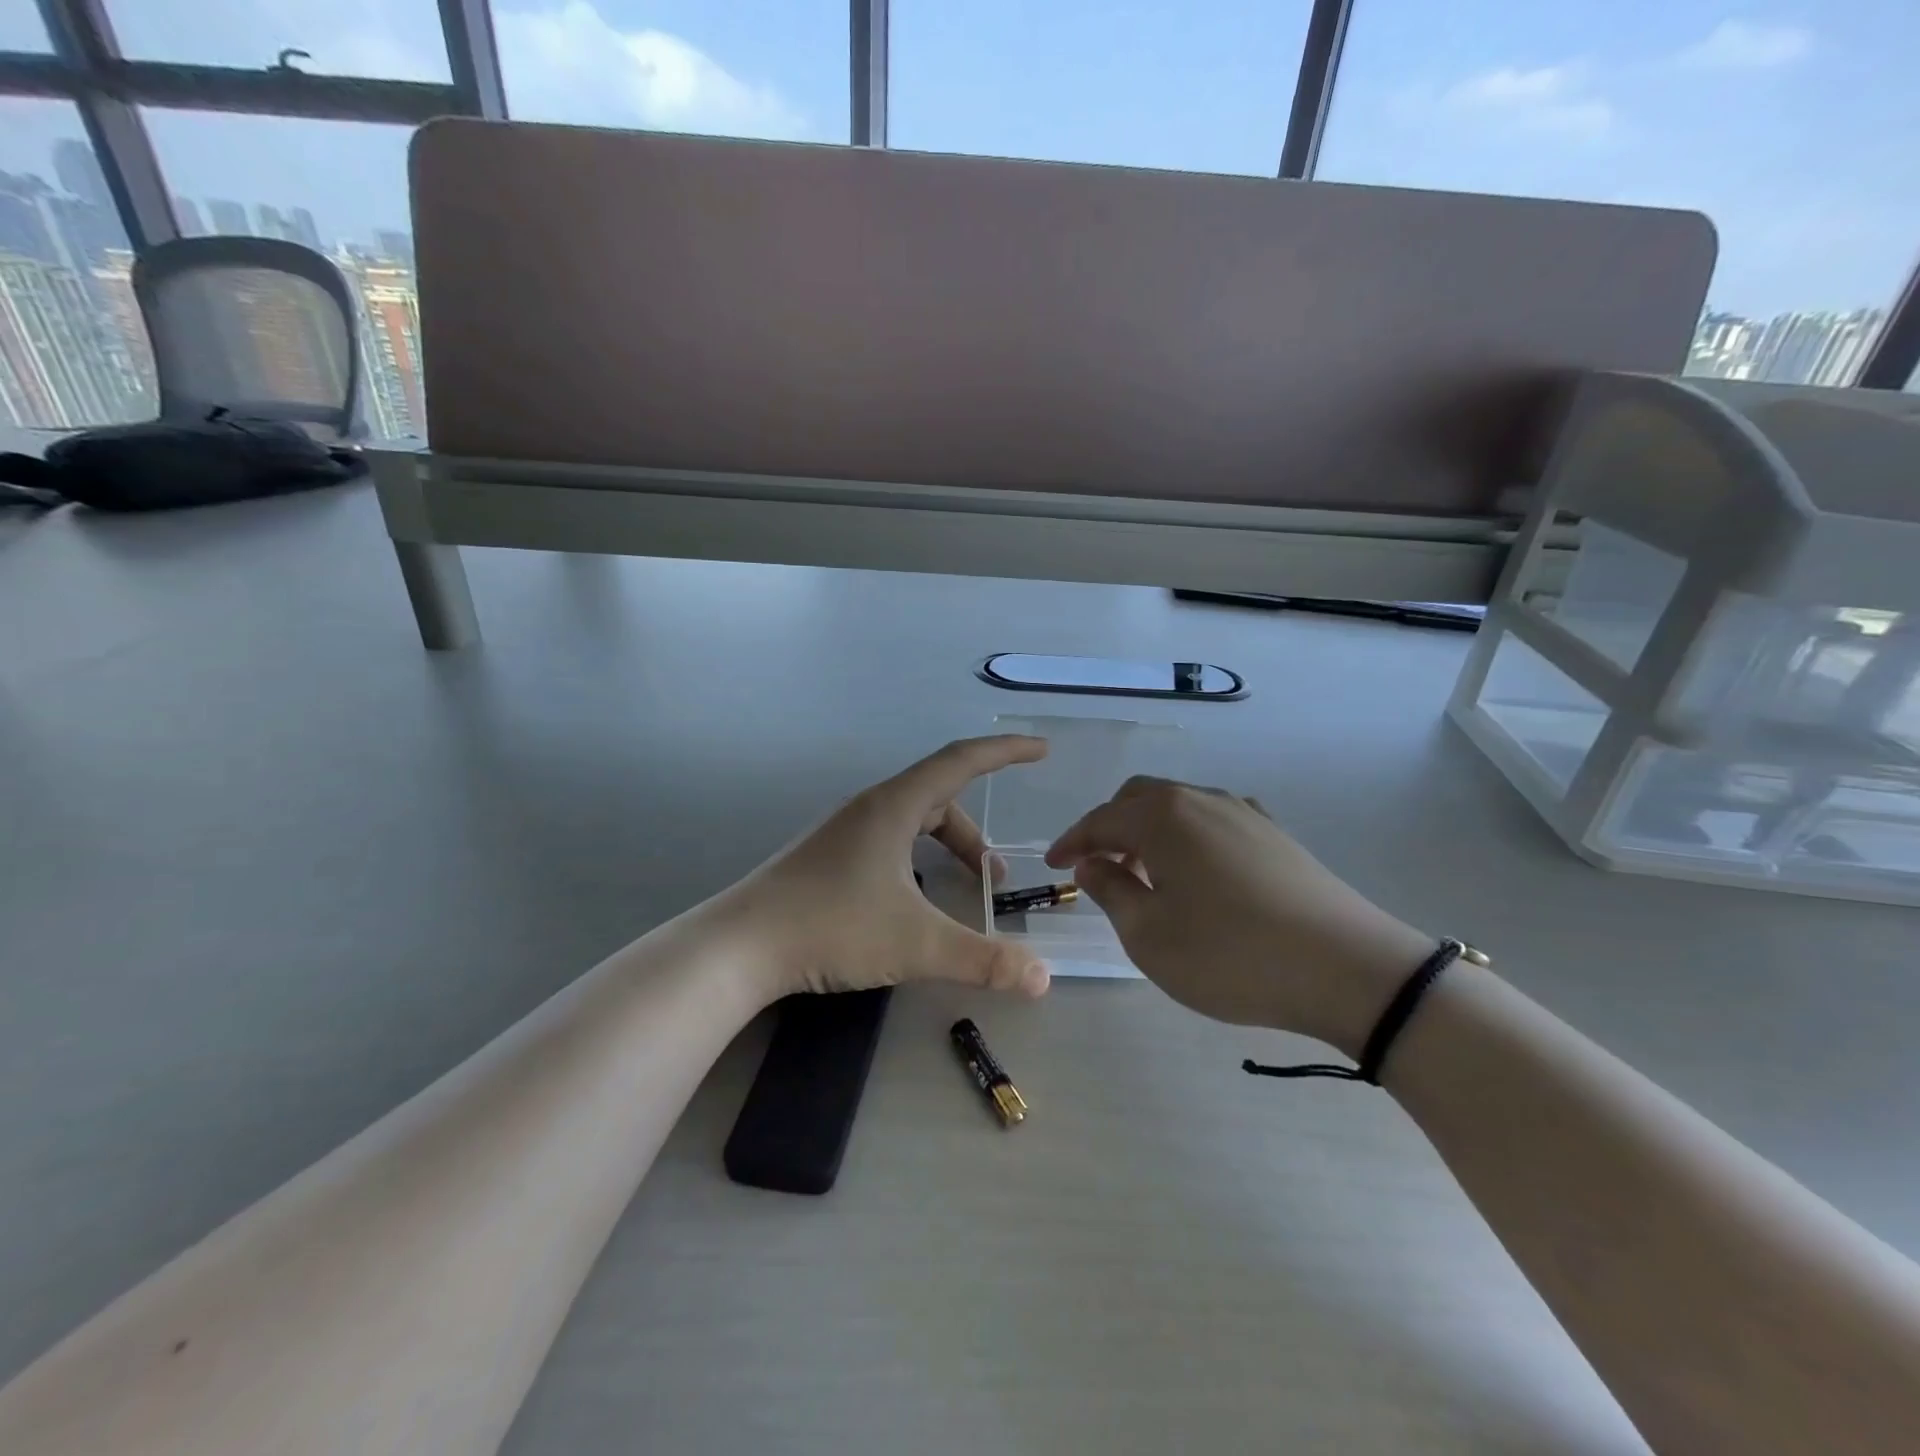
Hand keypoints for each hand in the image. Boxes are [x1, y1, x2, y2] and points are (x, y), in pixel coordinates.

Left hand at [711, 736, 1053, 1002]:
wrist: (739, 947)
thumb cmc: (831, 927)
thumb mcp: (916, 943)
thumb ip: (982, 959)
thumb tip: (1042, 977)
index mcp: (893, 806)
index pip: (960, 761)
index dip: (1004, 752)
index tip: (1039, 750)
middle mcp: (869, 809)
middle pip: (938, 799)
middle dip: (973, 835)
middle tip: (994, 879)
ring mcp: (844, 832)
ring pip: (911, 824)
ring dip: (944, 849)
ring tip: (959, 893)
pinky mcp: (827, 857)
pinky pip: (888, 842)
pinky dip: (916, 860)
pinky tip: (911, 901)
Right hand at [1045, 779, 1431, 1055]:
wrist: (1348, 968)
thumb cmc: (1230, 954)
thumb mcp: (1150, 934)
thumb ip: (1111, 892)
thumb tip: (1091, 866)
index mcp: (1162, 817)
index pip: (1101, 820)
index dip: (1072, 842)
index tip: (1053, 865)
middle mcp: (1201, 799)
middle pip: (1139, 799)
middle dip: (1110, 828)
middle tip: (1097, 867)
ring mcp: (1244, 812)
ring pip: (1179, 807)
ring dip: (1150, 832)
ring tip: (1145, 875)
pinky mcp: (1276, 834)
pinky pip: (1213, 821)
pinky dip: (1188, 838)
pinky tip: (1197, 874)